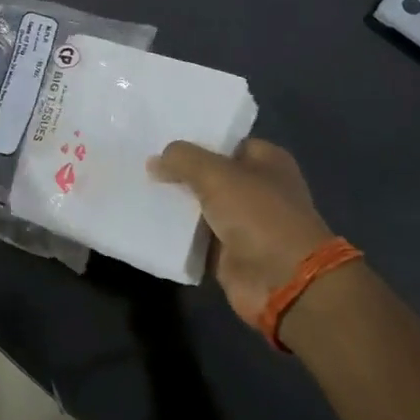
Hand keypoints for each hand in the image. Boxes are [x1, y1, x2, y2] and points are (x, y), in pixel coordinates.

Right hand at [149, 138, 332, 326]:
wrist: (282, 282)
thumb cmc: (258, 215)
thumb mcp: (215, 174)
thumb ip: (182, 159)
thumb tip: (154, 161)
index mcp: (266, 161)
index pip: (224, 142)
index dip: (195, 140)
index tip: (160, 138)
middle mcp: (257, 188)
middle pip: (209, 173)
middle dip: (179, 171)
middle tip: (142, 162)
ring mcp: (243, 222)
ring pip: (199, 205)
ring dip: (175, 202)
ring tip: (137, 187)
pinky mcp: (227, 251)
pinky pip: (194, 236)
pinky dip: (176, 232)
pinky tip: (146, 218)